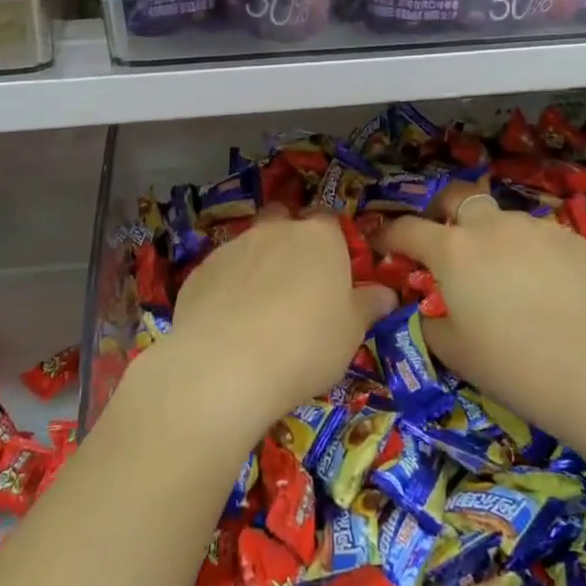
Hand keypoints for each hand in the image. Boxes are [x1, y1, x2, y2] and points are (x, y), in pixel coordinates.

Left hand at [169, 206, 395, 428]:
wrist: (225, 365)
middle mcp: (275, 230)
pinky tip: (228, 324)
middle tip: (295, 282)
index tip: (333, 270)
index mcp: (319, 237)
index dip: (332, 242)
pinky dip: (227, 288)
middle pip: (284, 220)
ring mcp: (233, 246)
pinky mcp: (199, 271)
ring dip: (257, 266)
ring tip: (259, 310)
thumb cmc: (306, 344)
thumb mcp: (352, 332)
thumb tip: (386, 294)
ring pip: (250, 245)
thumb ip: (369, 306)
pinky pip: (221, 272)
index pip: (329, 220)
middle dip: (288, 241)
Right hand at [376, 182, 585, 453]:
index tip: (380, 244)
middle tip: (440, 240)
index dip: (387, 235)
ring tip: (501, 275)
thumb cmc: (515, 366)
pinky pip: (537, 236)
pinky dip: (527, 252)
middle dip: (440, 211)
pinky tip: (543, 287)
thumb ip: (429, 322)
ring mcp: (536, 228)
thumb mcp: (455, 352)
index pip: (406, 229)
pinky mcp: (573, 239)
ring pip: (501, 219)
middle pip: (457, 197)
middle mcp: (491, 227)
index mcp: (453, 250)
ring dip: (489, 236)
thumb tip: (429, 309)